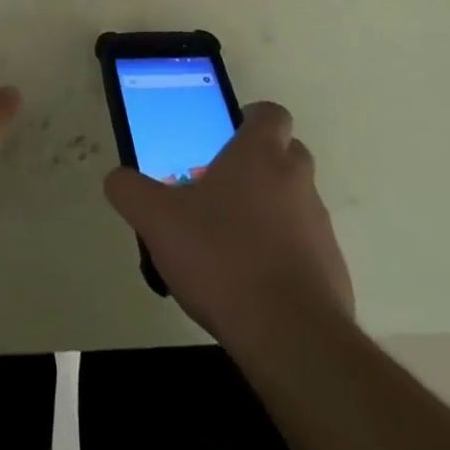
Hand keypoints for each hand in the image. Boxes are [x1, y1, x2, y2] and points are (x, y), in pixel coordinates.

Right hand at [104, 102, 352, 344]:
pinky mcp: (332, 270)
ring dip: (270, 210)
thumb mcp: (157, 220)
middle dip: (259, 164)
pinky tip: (250, 282)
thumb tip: (117, 179)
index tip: (226, 136)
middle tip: (220, 187)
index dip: (250, 119)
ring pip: (295, 201)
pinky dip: (283, 254)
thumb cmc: (221, 258)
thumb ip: (131, 191)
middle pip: (287, 154)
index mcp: (260, 155)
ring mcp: (320, 226)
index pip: (270, 113)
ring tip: (229, 241)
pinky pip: (305, 247)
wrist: (289, 336)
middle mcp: (296, 181)